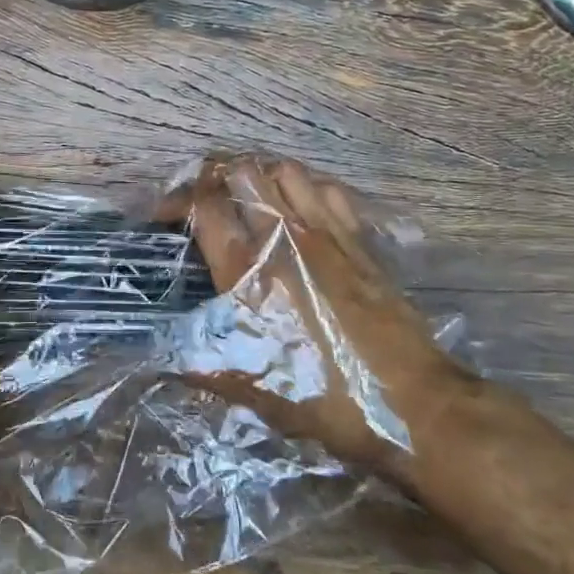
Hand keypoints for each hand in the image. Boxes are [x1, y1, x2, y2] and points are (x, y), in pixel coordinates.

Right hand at [179, 155, 473, 474]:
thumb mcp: (253, 388)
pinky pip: (330, 190)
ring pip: (287, 170)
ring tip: (250, 196)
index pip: (204, 206)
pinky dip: (308, 188)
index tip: (164, 215)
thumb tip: (161, 360)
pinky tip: (302, 209)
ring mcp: (327, 233)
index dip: (177, 201)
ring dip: (262, 175)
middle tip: (205, 198)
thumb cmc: (324, 397)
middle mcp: (285, 238)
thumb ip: (203, 364)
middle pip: (243, 172)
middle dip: (215, 176)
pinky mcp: (360, 240)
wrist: (411, 403)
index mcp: (249, 271)